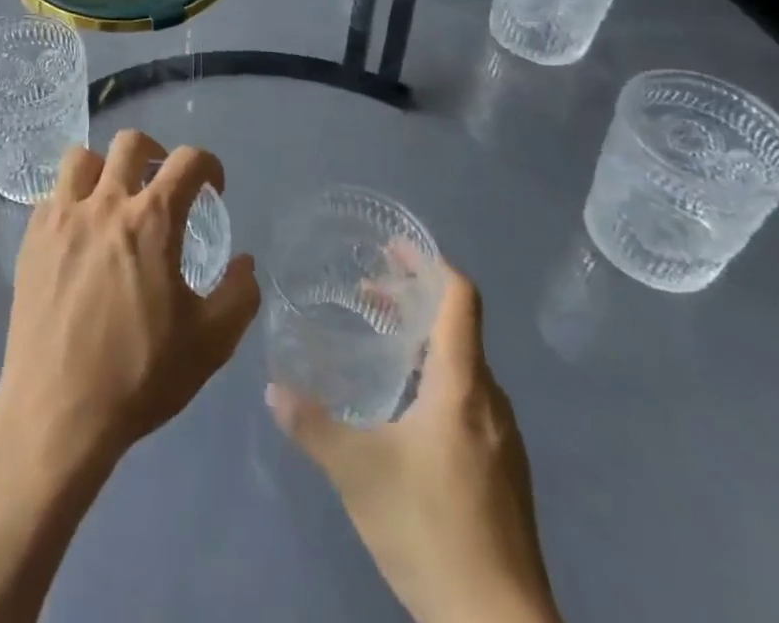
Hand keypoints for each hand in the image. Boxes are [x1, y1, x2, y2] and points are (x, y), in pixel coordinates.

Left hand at [0, 129, 260, 474]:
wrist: (58, 410)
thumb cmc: (139, 375)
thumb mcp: (211, 344)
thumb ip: (239, 295)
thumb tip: (245, 262)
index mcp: (153, 220)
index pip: (188, 160)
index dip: (209, 164)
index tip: (212, 187)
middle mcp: (106, 203)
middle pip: (130, 143)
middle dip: (155, 153)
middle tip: (161, 183)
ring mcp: (63, 217)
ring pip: (82, 157)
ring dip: (104, 168)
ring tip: (113, 198)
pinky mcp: (32, 237)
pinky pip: (52, 195)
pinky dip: (71, 200)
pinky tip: (78, 233)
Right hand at [267, 265, 560, 622]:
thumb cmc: (432, 531)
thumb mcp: (358, 473)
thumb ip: (312, 425)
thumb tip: (272, 388)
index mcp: (462, 386)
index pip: (460, 298)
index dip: (429, 263)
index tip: (392, 248)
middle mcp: (491, 402)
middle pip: (459, 328)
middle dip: (413, 301)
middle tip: (367, 294)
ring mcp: (504, 440)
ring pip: (465, 366)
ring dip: (424, 342)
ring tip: (380, 344)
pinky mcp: (506, 473)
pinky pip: (471, 400)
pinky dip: (437, 379)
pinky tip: (405, 410)